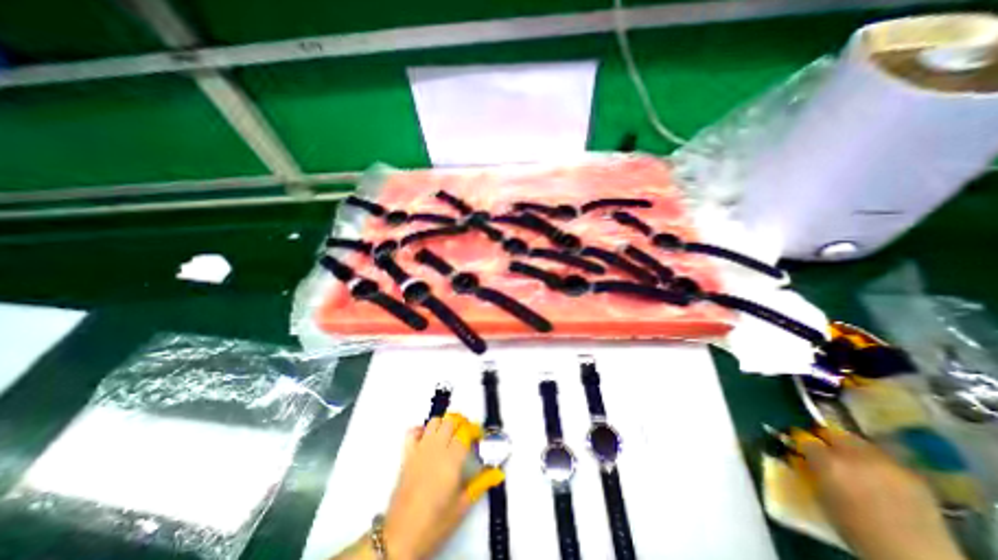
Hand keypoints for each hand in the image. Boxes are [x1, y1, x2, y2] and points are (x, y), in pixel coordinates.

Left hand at [383, 411, 508, 559]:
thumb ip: (481, 483)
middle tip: (467, 435)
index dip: (474, 430)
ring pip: (434, 422)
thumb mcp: (462, 506)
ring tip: (450, 435)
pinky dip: (421, 430)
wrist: (400, 538)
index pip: (465, 431)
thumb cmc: (435, 523)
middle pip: (450, 421)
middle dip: (461, 423)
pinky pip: (412, 432)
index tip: (479, 436)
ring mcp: (420, 450)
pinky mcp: (406, 455)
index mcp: (452, 459)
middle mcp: (436, 449)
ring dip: (444, 424)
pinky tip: (428, 439)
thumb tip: (497, 473)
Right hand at [792, 428, 962, 559]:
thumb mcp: (822, 497)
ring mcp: (886, 463)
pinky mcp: (911, 474)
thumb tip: (800, 457)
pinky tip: (876, 475)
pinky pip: (883, 457)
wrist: (915, 557)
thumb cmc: (856, 528)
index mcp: (828, 462)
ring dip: (851, 448)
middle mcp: (855, 456)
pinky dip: (874, 461)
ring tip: (852, 462)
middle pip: (834, 433)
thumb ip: (810, 471)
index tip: (799, 446)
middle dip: (827, 439)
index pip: (805, 439)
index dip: (801, 442)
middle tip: (824, 450)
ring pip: (860, 442)